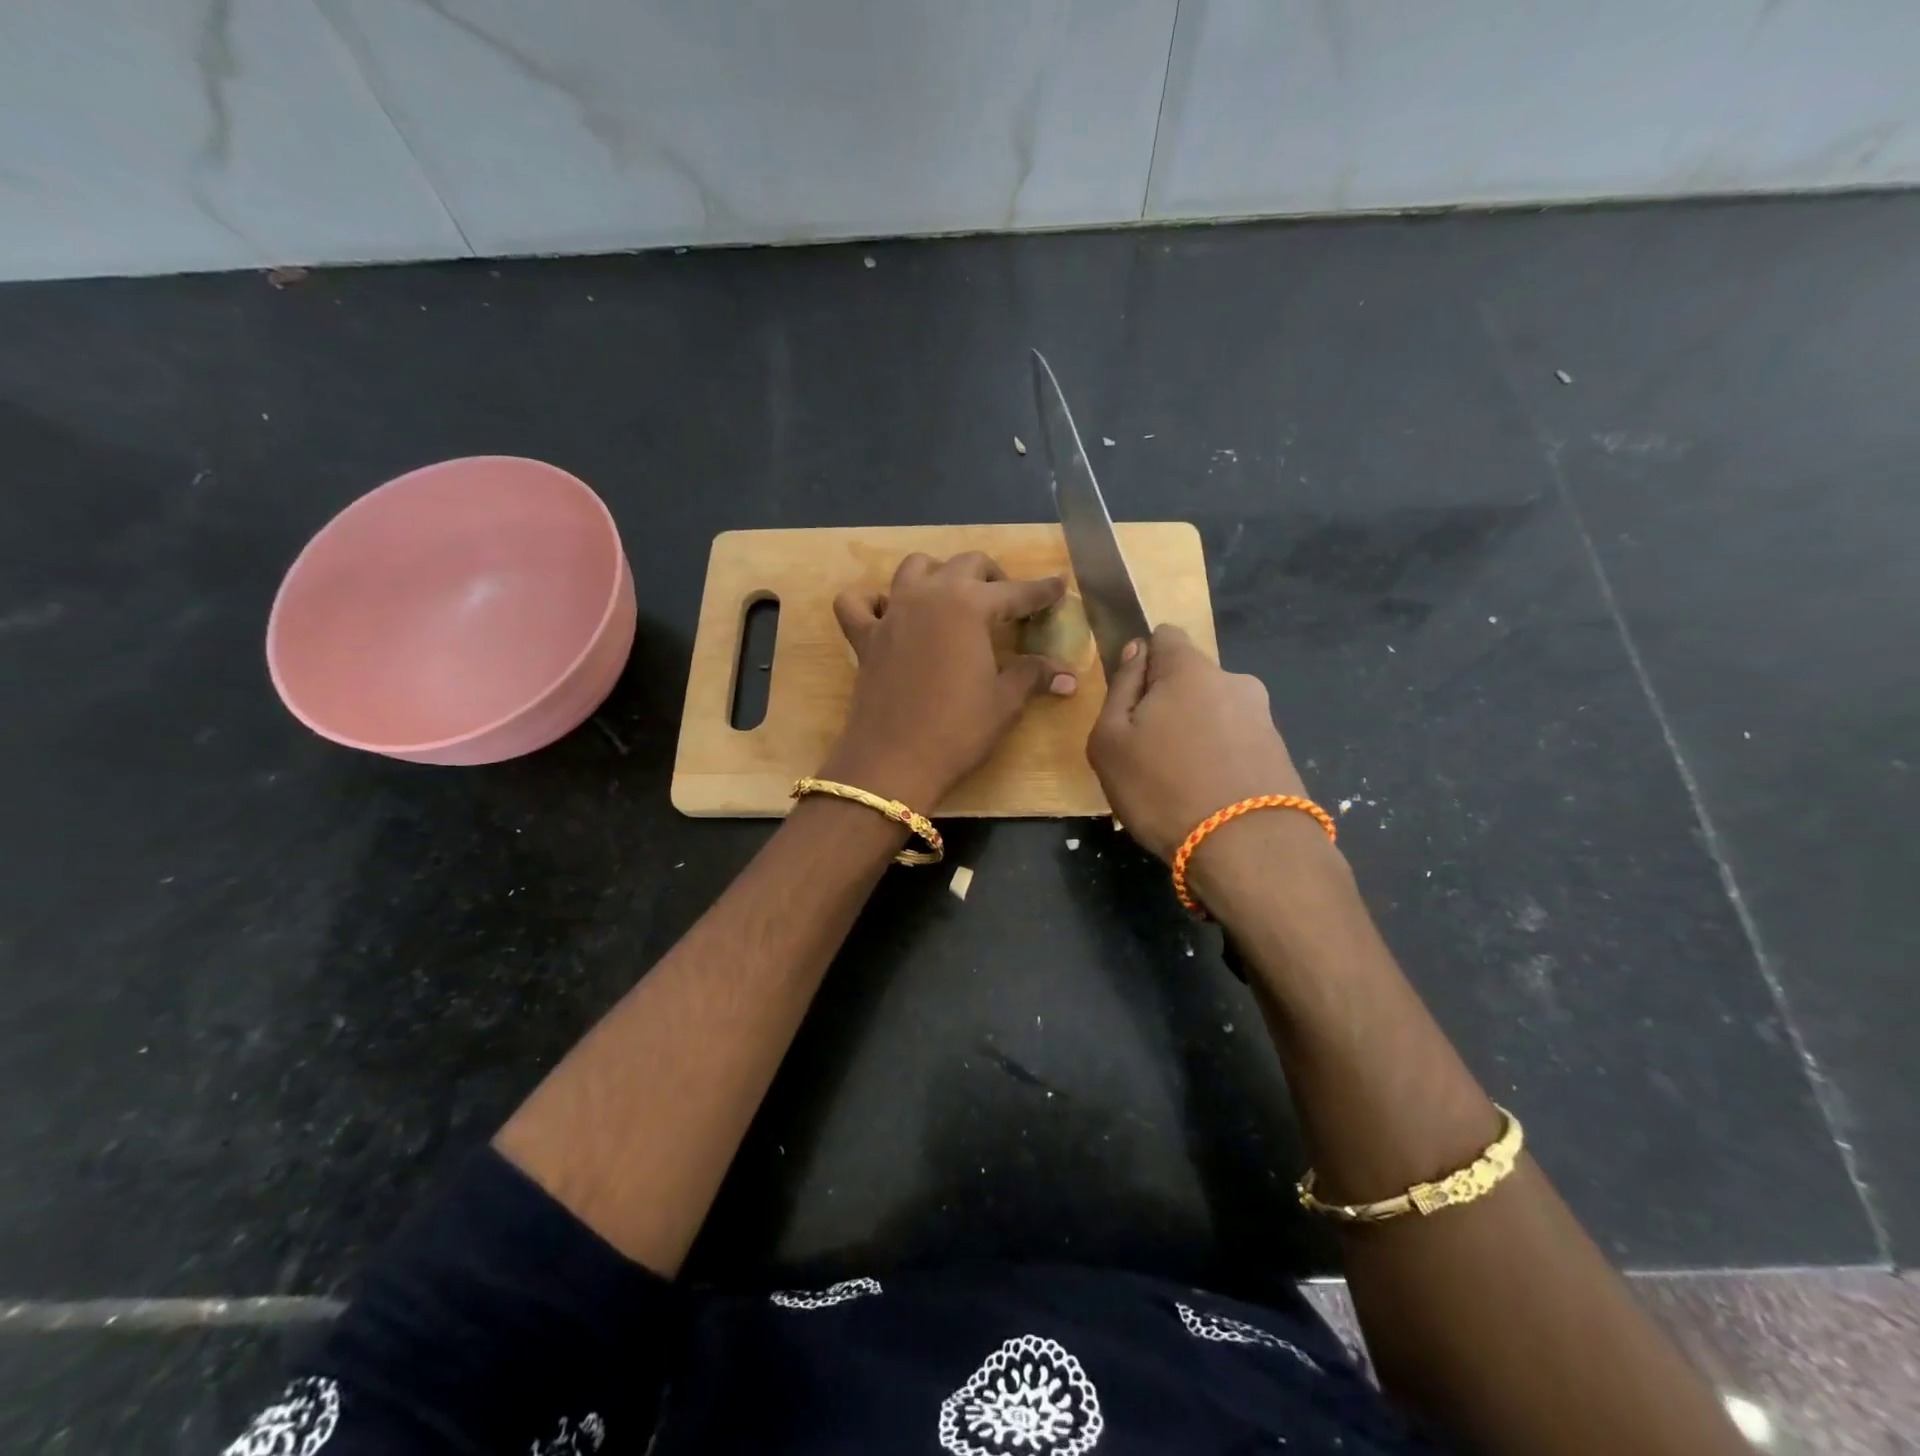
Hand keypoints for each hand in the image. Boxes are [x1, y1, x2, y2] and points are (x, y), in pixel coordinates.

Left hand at [824, 552, 1077, 809]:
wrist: (893, 762)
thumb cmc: (957, 730)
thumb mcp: (1004, 702)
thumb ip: (1033, 676)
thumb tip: (1069, 677)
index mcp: (969, 605)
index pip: (1016, 591)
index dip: (1042, 591)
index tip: (1058, 586)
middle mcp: (929, 595)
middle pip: (967, 565)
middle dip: (994, 577)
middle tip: (1008, 604)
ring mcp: (892, 613)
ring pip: (915, 567)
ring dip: (939, 574)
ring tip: (954, 599)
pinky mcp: (865, 637)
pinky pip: (859, 602)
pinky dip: (873, 600)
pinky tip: (889, 613)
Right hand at [1087, 625, 1308, 861]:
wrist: (1248, 849)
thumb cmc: (1162, 788)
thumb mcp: (1109, 740)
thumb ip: (1119, 687)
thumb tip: (1136, 652)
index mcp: (1190, 668)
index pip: (1164, 635)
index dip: (1142, 662)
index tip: (1130, 703)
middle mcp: (1234, 680)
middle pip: (1189, 678)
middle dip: (1168, 703)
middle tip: (1148, 753)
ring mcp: (1263, 717)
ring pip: (1213, 712)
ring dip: (1194, 734)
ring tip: (1179, 783)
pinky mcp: (1280, 752)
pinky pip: (1235, 743)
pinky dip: (1218, 759)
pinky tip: (1207, 796)